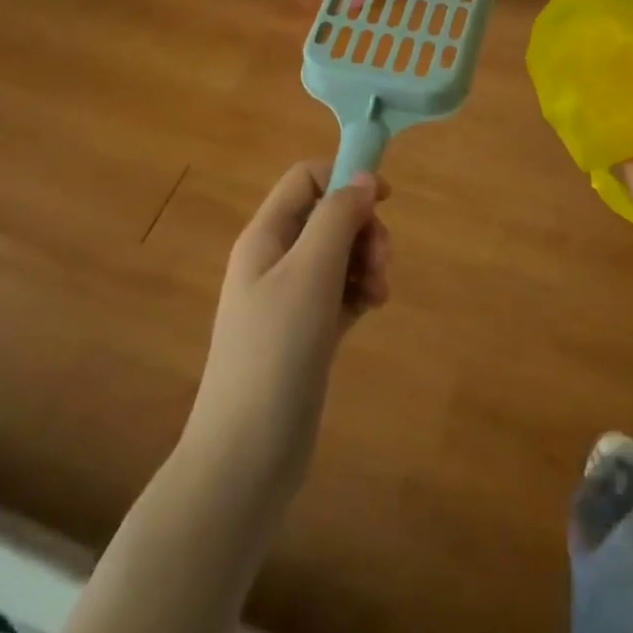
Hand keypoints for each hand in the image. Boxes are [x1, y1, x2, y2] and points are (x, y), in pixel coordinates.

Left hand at [184, 162, 391, 501]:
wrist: (247, 455)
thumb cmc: (276, 350)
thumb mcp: (310, 272)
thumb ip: (338, 217)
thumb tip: (364, 178)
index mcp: (266, 236)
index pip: (305, 179)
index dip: (345, 179)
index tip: (385, 201)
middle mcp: (275, 260)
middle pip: (328, 216)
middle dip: (363, 230)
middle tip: (381, 263)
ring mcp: (289, 298)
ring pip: (339, 254)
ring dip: (366, 262)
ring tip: (379, 294)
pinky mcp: (305, 331)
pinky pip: (340, 291)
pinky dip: (359, 291)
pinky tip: (371, 309)